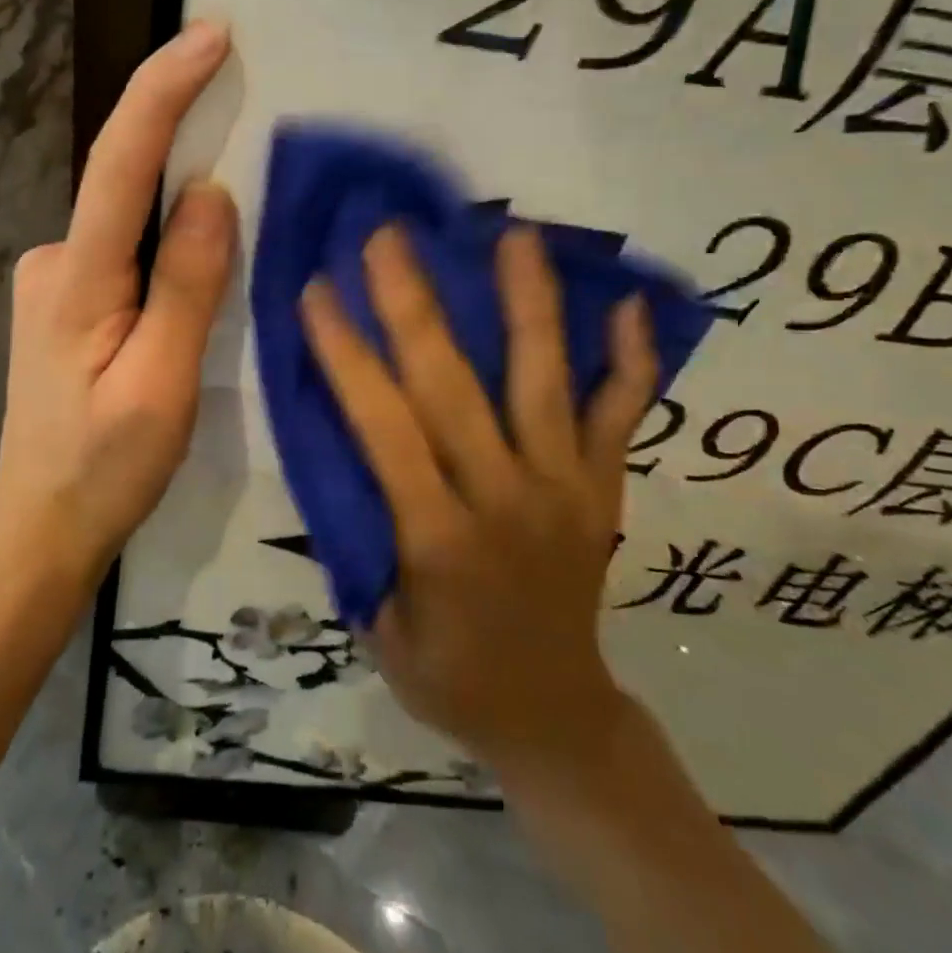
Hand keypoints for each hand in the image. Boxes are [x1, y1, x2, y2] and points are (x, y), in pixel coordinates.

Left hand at [0, 21, 237, 579]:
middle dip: (180, 134)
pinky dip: (161, 238)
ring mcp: (53, 277)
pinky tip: (187, 271)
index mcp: (77, 279)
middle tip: (241, 104)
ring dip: (175, 198)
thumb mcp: (163, 385)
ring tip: (230, 209)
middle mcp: (53, 259)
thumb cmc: (105, 467)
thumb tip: (210, 192)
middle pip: (125, 181)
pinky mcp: (64, 297)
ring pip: (128, 220)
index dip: (163, 90)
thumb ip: (187, 287)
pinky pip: (123, 247)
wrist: (41, 523)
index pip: (121, 163)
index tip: (212, 35)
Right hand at [299, 223, 658, 779]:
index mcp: (438, 537)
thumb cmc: (449, 675)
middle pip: (454, 386)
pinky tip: (631, 303)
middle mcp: (505, 497)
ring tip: (515, 233)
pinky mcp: (604, 488)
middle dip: (414, 303)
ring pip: (545, 380)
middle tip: (390, 234)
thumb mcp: (378, 626)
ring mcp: (566, 487)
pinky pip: (622, 415)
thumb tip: (337, 446)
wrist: (556, 718)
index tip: (319, 288)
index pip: (384, 425)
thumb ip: (358, 536)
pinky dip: (631, 360)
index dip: (347, 353)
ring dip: (529, 302)